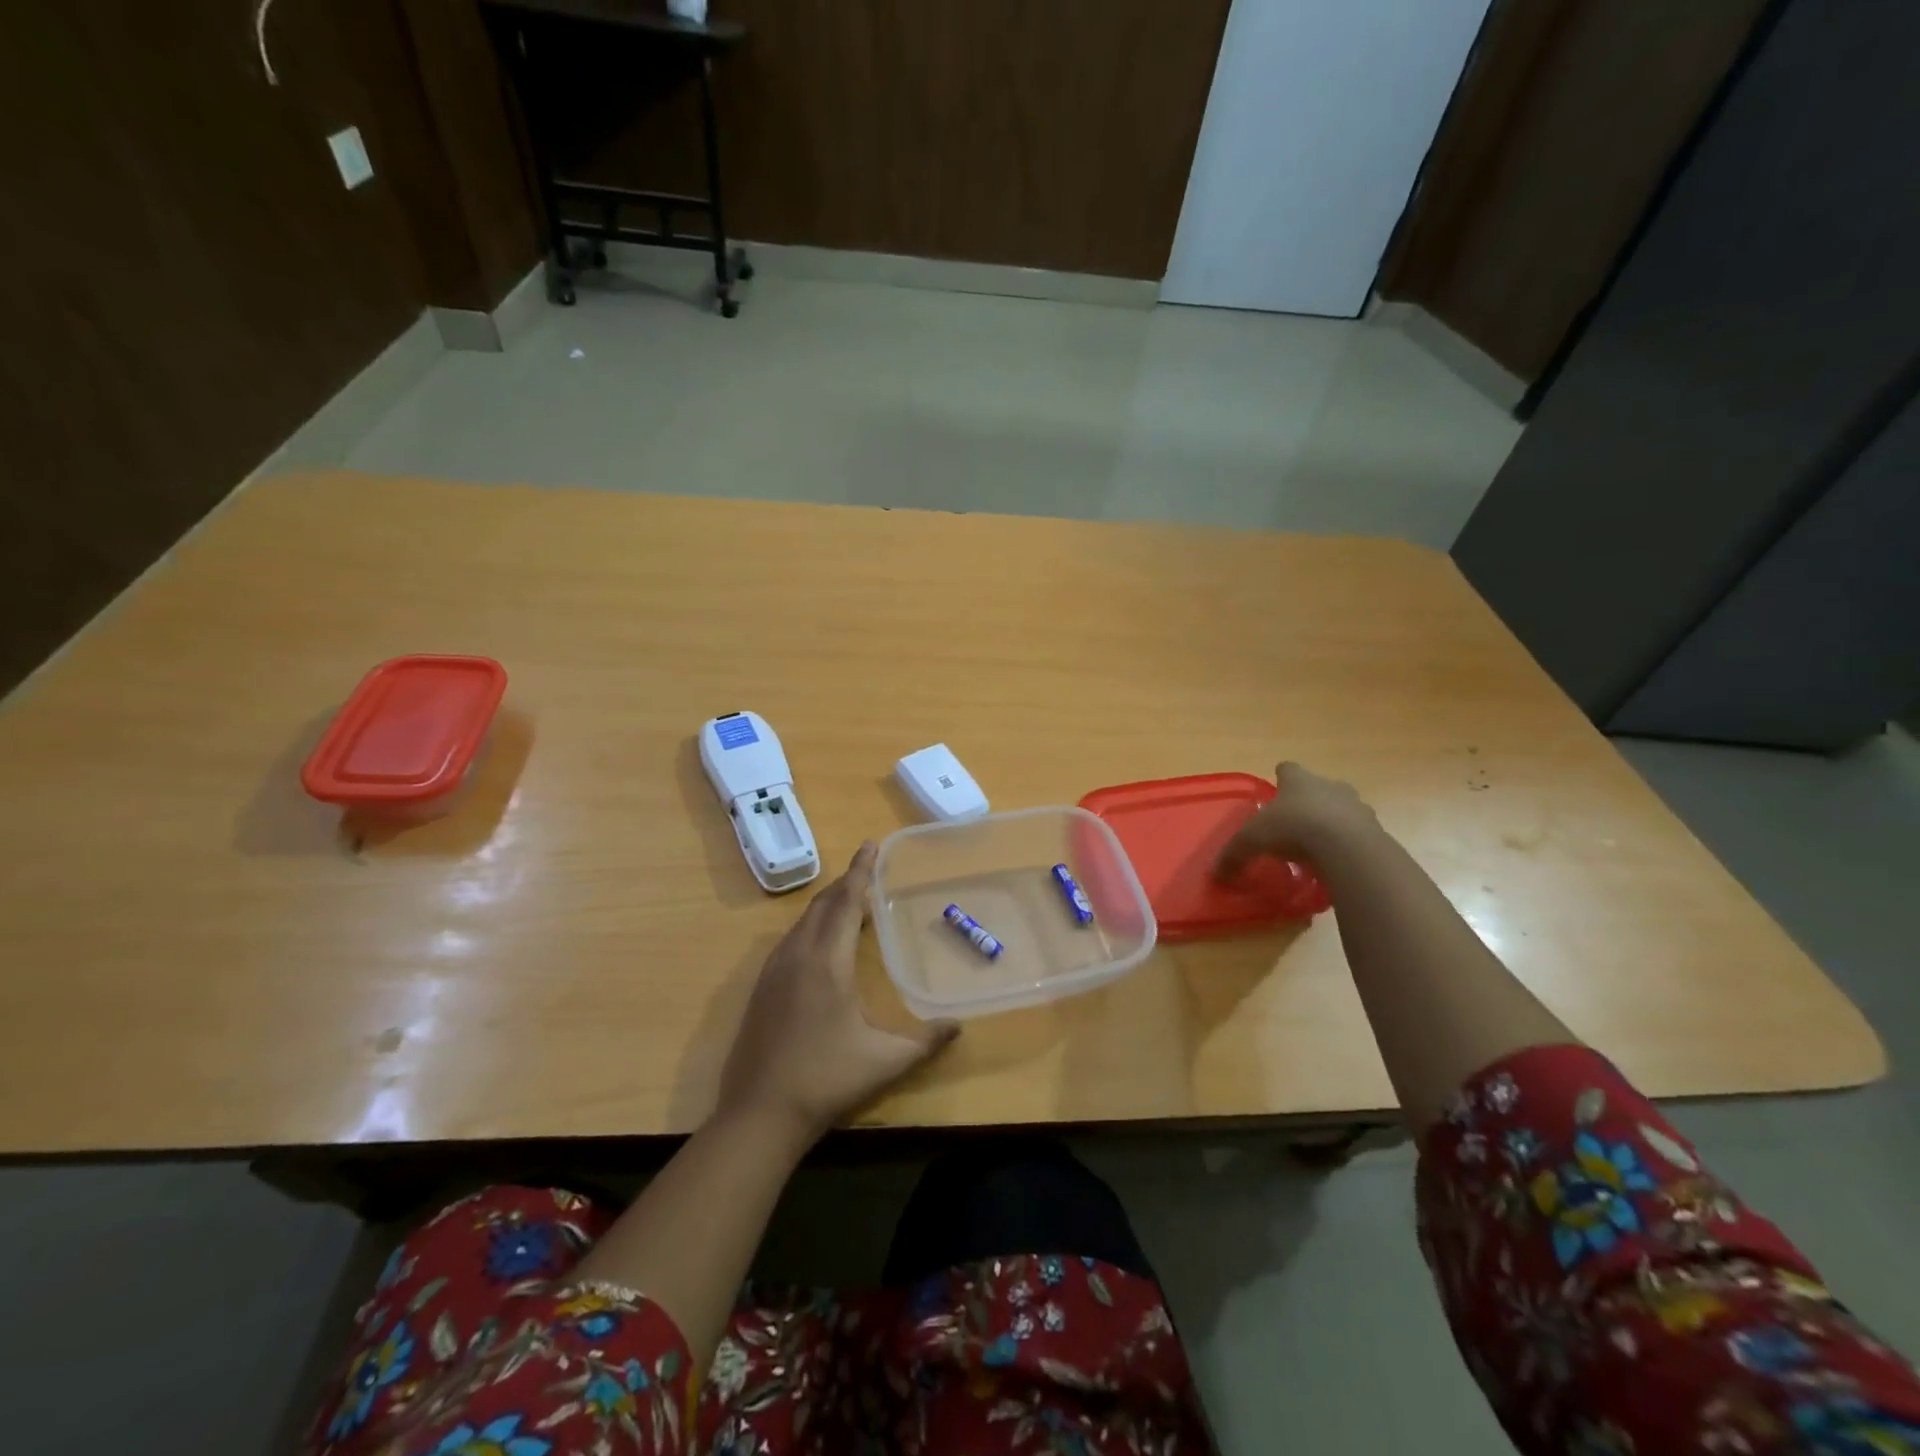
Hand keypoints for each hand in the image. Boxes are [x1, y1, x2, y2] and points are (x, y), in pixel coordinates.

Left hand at [716, 842, 959, 1141]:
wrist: (758, 1115)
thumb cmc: (826, 1081)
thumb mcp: (884, 1061)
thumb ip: (925, 1041)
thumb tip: (958, 1027)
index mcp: (826, 962)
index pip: (845, 903)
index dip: (860, 872)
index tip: (870, 844)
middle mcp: (796, 956)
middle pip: (822, 905)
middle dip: (845, 885)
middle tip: (868, 873)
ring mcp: (773, 972)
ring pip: (802, 923)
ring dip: (827, 907)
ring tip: (851, 905)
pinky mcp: (761, 989)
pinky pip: (790, 941)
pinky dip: (811, 929)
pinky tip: (822, 946)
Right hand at [1215, 762, 1376, 879]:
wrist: (1347, 847)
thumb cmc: (1293, 828)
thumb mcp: (1252, 841)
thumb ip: (1234, 854)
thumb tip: (1216, 873)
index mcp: (1298, 780)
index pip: (1287, 769)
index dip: (1281, 779)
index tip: (1276, 792)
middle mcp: (1329, 785)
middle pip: (1318, 788)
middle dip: (1308, 802)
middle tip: (1295, 823)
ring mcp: (1356, 806)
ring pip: (1342, 809)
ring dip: (1332, 823)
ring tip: (1318, 847)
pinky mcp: (1375, 830)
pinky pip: (1358, 834)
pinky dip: (1347, 844)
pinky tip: (1336, 862)